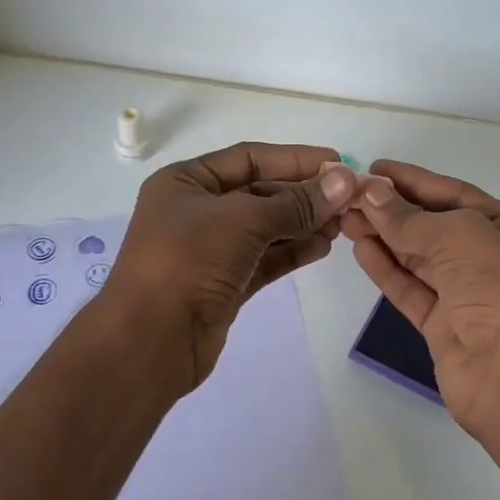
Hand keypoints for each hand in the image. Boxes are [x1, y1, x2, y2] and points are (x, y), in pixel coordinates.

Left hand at [107, 141, 358, 389]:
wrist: (151, 340)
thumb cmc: (189, 261)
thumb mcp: (244, 220)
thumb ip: (297, 202)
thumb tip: (345, 181)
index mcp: (186, 182)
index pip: (249, 158)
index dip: (295, 159)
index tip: (338, 162)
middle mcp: (196, 211)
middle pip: (259, 192)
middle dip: (303, 195)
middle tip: (349, 199)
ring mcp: (209, 250)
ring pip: (265, 228)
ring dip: (303, 224)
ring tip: (343, 224)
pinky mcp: (224, 284)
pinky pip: (264, 259)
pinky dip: (291, 252)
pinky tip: (322, 247)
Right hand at [342, 160, 499, 439]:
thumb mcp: (459, 236)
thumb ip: (409, 217)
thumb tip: (370, 193)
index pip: (459, 196)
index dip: (416, 181)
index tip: (376, 169)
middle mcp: (495, 262)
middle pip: (436, 228)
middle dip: (394, 210)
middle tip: (350, 196)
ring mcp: (469, 298)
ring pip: (420, 260)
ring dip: (385, 237)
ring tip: (346, 219)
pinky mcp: (445, 328)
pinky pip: (412, 291)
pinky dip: (387, 270)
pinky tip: (361, 249)